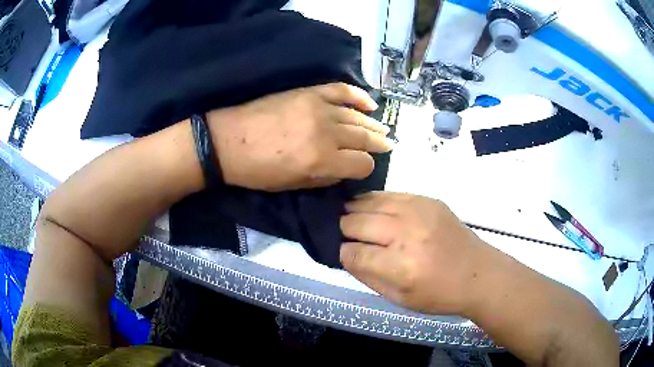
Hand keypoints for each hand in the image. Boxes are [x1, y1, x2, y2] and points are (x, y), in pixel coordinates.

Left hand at [207, 83, 391, 190]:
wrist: (228, 141)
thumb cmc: (258, 171)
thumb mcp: (293, 185)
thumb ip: (325, 177)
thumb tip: (345, 170)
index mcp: (322, 160)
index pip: (361, 164)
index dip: (366, 168)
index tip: (363, 168)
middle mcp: (327, 132)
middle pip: (364, 138)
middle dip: (378, 144)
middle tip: (387, 146)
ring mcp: (319, 108)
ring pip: (357, 116)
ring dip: (373, 124)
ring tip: (382, 129)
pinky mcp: (309, 92)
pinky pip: (341, 90)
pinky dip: (359, 96)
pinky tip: (370, 104)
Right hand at [339, 192, 488, 314]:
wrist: (479, 273)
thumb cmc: (440, 294)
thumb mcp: (399, 299)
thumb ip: (367, 277)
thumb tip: (346, 254)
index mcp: (400, 267)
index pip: (352, 253)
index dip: (343, 254)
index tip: (347, 255)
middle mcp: (407, 234)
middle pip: (356, 222)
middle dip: (346, 230)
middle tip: (350, 237)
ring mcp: (418, 211)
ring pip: (369, 202)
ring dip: (357, 211)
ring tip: (355, 219)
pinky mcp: (428, 199)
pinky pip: (390, 193)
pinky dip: (376, 201)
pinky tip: (375, 209)